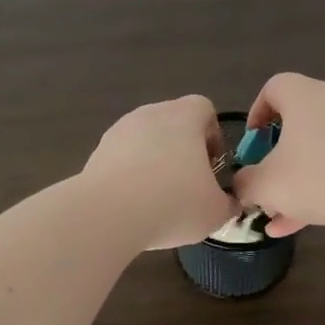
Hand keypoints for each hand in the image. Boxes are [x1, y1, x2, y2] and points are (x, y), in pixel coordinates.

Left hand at [83, 95, 239, 249]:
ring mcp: (119, 131)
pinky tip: (134, 205)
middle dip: (183, 151)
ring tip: (158, 199)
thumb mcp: (215, 211)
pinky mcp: (97, 152)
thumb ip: (228, 203)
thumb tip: (228, 204)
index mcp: (184, 117)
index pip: (204, 109)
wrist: (108, 215)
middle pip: (173, 124)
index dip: (213, 135)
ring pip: (146, 141)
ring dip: (155, 163)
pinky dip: (131, 175)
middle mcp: (151, 114)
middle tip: (189, 185)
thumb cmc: (174, 203)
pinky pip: (122, 158)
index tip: (213, 166)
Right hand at [232, 73, 324, 237]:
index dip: (257, 112)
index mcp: (304, 96)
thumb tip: (242, 185)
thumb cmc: (316, 178)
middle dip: (276, 155)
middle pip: (296, 122)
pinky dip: (319, 187)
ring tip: (278, 213)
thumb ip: (245, 183)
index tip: (252, 142)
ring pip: (317, 149)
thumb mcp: (266, 185)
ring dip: (296, 178)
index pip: (274, 87)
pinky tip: (300, 223)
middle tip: (264, 179)